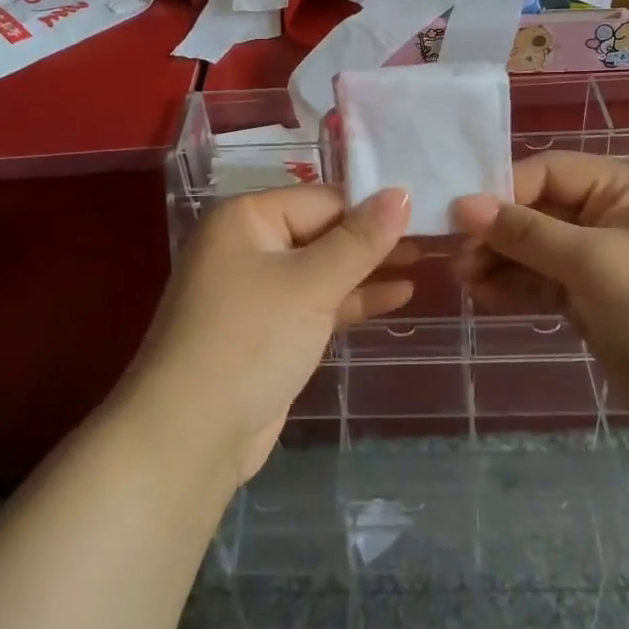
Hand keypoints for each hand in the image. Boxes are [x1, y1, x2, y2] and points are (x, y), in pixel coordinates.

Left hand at [131, 186, 413, 485]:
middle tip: (436, 237)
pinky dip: (354, 299)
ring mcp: (259, 290)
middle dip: (375, 239)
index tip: (426, 210)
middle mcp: (249, 245)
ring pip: (324, 269)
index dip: (374, 206)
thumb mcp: (310, 284)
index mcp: (247, 218)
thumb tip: (400, 193)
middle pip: (324, 231)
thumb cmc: (250, 340)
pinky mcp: (270, 329)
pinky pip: (318, 302)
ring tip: (427, 262)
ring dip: (370, 269)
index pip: (323, 199)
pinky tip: (399, 295)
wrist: (192, 435)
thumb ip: (359, 240)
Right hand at [450, 151, 628, 437]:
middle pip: (536, 210)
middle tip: (458, 259)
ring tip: (464, 282)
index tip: (460, 219)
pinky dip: (515, 287)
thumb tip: (463, 204)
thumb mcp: (592, 262)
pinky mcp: (590, 299)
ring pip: (534, 249)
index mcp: (621, 190)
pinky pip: (542, 281)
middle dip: (497, 233)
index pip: (548, 172)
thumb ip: (525, 232)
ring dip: (499, 262)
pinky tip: (485, 299)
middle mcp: (608, 217)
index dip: (503, 191)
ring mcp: (598, 260)